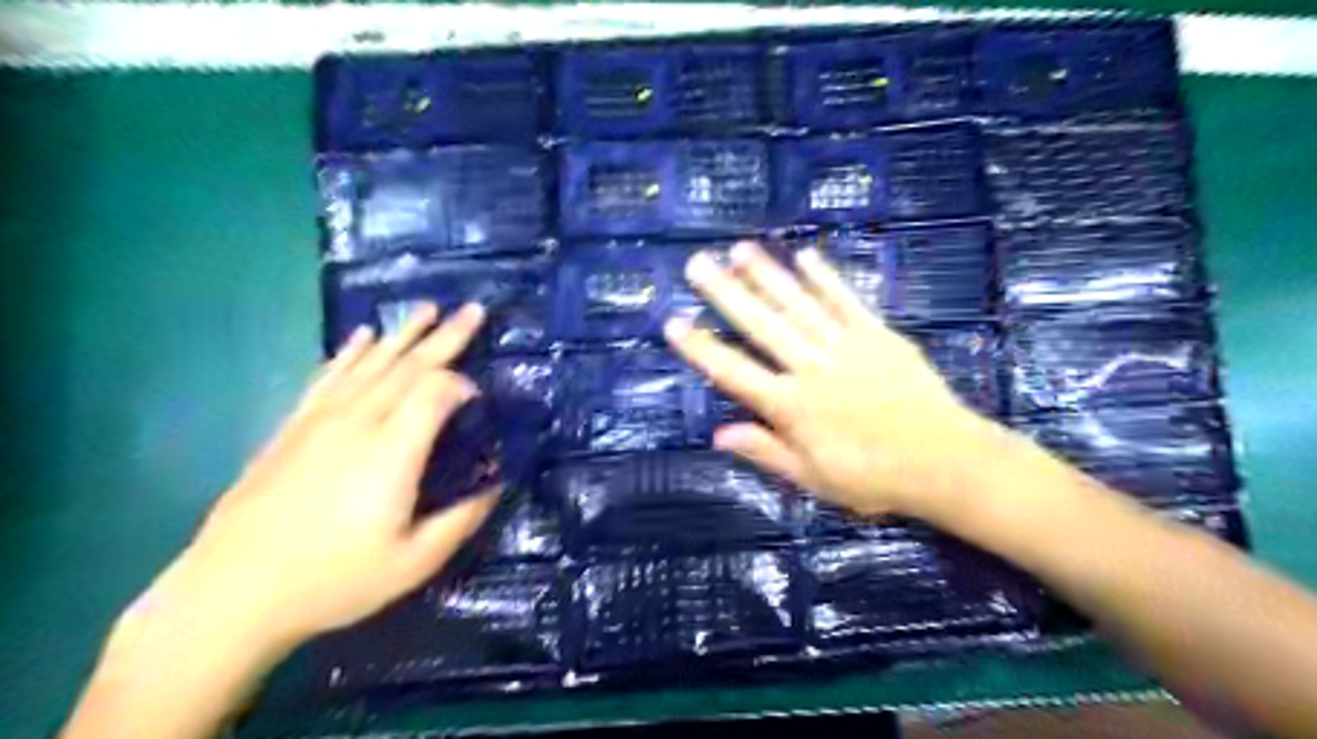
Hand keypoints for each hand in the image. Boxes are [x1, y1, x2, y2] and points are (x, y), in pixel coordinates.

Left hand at [124, 307, 497, 657]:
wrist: (231, 593)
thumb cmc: (333, 580)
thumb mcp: (414, 562)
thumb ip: (462, 520)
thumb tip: (497, 487)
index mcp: (393, 451)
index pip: (437, 392)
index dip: (464, 386)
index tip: (481, 400)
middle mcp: (359, 422)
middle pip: (409, 366)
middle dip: (446, 336)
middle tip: (473, 309)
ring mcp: (322, 420)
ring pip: (371, 363)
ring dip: (403, 333)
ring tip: (428, 308)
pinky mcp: (294, 427)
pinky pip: (329, 376)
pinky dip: (350, 352)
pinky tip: (362, 335)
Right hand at [671, 240, 1016, 518]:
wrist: (946, 462)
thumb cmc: (873, 478)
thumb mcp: (812, 478)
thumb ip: (765, 451)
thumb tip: (718, 433)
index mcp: (791, 407)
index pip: (734, 372)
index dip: (701, 348)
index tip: (674, 322)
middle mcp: (811, 368)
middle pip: (762, 326)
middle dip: (726, 293)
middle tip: (698, 264)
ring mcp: (846, 346)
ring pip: (798, 306)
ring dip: (767, 275)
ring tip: (739, 249)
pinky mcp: (878, 335)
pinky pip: (847, 301)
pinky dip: (826, 278)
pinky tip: (805, 255)